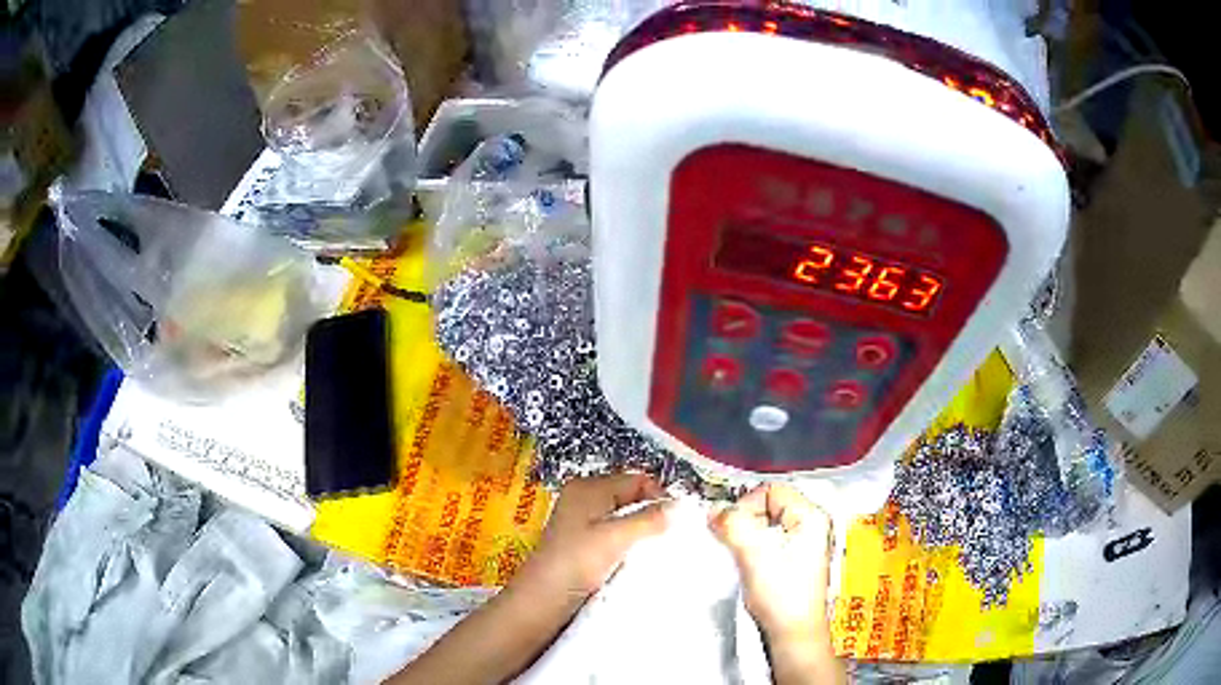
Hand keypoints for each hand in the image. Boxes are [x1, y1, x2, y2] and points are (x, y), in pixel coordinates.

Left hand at [389, 474, 670, 684]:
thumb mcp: (616, 538)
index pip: (637, 480)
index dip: (660, 496)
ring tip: (660, 549)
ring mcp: (582, 521)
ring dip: (642, 531)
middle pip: (631, 497)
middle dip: (653, 513)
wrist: (542, 599)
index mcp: (589, 487)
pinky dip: (629, 543)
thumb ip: (650, 519)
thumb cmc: (576, 562)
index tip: (679, 521)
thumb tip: (682, 505)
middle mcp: (584, 498)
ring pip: (624, 518)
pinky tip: (639, 559)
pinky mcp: (582, 543)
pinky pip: (614, 534)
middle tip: (673, 536)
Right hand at [710, 483, 833, 640]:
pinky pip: (766, 541)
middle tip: (734, 544)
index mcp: (810, 516)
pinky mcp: (792, 560)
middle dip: (745, 521)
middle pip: (767, 506)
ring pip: (764, 525)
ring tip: (739, 556)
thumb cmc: (781, 595)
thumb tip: (714, 509)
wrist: (793, 633)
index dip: (746, 505)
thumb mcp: (754, 555)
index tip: (731, 529)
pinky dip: (751, 547)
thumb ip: (733, 526)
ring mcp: (802, 543)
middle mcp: (809, 525)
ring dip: (746, 536)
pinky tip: (745, 563)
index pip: (770, 491)